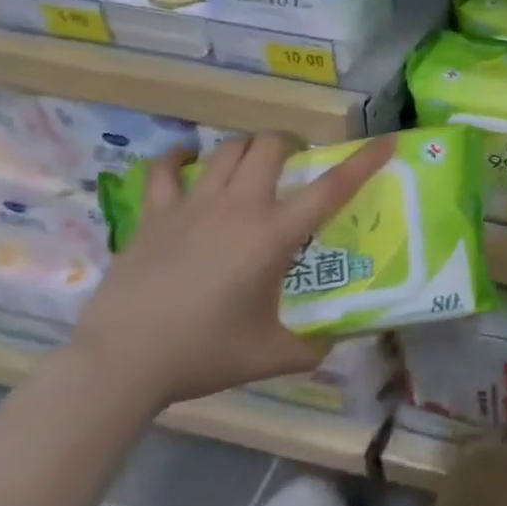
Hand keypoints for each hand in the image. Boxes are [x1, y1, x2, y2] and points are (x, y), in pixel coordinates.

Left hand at [68, 132, 394, 411]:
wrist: (120, 364)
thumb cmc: (202, 355)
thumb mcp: (270, 356)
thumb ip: (313, 347)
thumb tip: (340, 340)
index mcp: (272, 236)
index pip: (331, 188)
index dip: (364, 161)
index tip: (386, 142)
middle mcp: (238, 207)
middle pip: (271, 146)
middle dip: (292, 143)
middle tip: (298, 161)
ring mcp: (192, 205)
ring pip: (227, 149)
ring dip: (248, 147)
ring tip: (254, 162)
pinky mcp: (154, 214)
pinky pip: (166, 169)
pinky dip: (181, 158)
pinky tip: (189, 160)